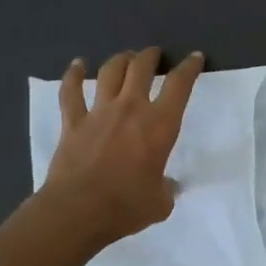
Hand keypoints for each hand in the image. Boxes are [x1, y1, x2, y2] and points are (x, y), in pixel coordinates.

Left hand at [42, 47, 203, 245]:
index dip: (189, 67)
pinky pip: (71, 91)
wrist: (78, 211)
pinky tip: (77, 65)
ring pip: (110, 72)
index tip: (195, 58)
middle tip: (155, 55)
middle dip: (151, 56)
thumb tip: (166, 185)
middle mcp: (131, 109)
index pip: (180, 85)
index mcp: (160, 125)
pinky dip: (73, 75)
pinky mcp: (73, 123)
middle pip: (141, 68)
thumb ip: (166, 188)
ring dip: (120, 60)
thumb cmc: (127, 206)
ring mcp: (99, 112)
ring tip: (126, 57)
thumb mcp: (161, 202)